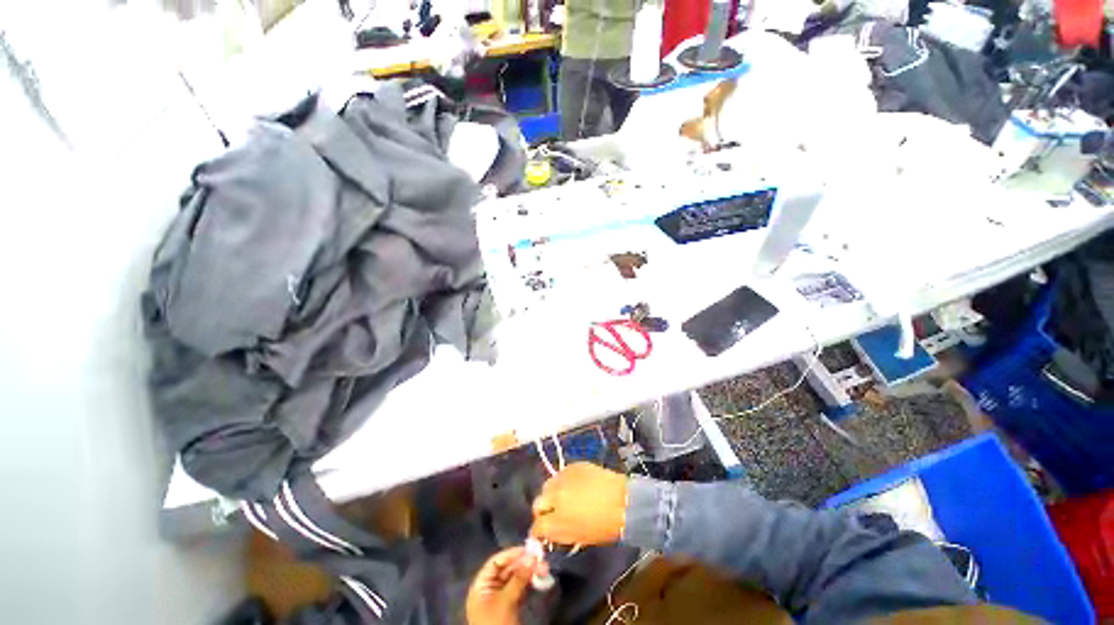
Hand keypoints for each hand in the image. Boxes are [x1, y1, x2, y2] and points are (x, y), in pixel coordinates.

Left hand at [465, 547, 546, 624]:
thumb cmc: (495, 623)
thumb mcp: (506, 600)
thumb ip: (518, 578)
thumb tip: (532, 557)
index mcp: (481, 585)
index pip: (496, 562)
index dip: (512, 553)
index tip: (528, 548)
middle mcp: (489, 588)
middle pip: (507, 569)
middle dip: (524, 564)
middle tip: (541, 559)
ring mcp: (499, 598)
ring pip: (515, 579)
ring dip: (529, 573)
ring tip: (544, 568)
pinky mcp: (509, 607)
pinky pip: (519, 589)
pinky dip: (529, 584)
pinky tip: (539, 579)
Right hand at [530, 462, 627, 545]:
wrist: (623, 500)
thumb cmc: (604, 526)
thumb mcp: (578, 537)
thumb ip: (559, 533)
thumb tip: (549, 530)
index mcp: (557, 523)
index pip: (537, 527)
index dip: (539, 530)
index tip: (543, 531)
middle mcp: (555, 498)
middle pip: (538, 503)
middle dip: (543, 509)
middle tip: (554, 512)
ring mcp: (563, 479)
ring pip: (548, 485)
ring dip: (552, 492)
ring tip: (564, 496)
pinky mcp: (572, 466)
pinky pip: (561, 474)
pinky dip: (564, 481)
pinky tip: (574, 485)